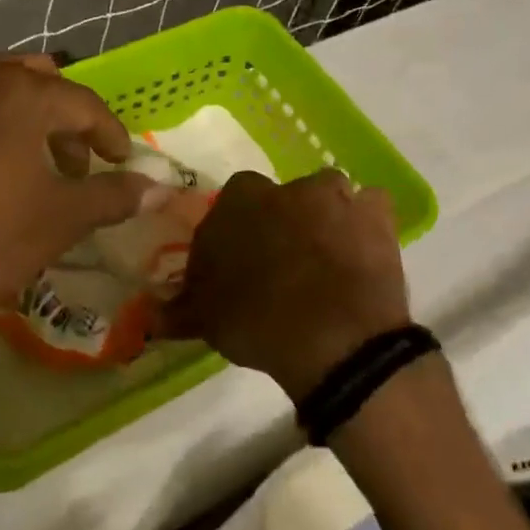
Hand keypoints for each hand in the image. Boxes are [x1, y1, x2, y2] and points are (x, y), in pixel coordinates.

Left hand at [0, 56, 159, 356]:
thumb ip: (114, 196)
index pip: (84, 103)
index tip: (121, 161)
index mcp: (18, 93)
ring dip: (21, 121)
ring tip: (27, 169)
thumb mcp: (59, 221)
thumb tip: (162, 188)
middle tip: (74, 164)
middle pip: (36, 83)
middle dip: (64, 120)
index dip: (111, 134)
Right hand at [162, 169, 409, 402]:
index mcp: (239, 202)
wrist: (335, 341)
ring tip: (322, 260)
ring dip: (322, 218)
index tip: (235, 266)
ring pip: (325, 197)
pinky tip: (359, 254)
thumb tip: (151, 316)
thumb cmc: (258, 322)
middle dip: (278, 223)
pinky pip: (368, 210)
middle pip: (279, 200)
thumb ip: (179, 308)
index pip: (228, 207)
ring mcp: (336, 198)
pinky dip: (364, 226)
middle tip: (280, 266)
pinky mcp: (378, 215)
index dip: (233, 235)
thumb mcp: (206, 320)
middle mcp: (286, 188)